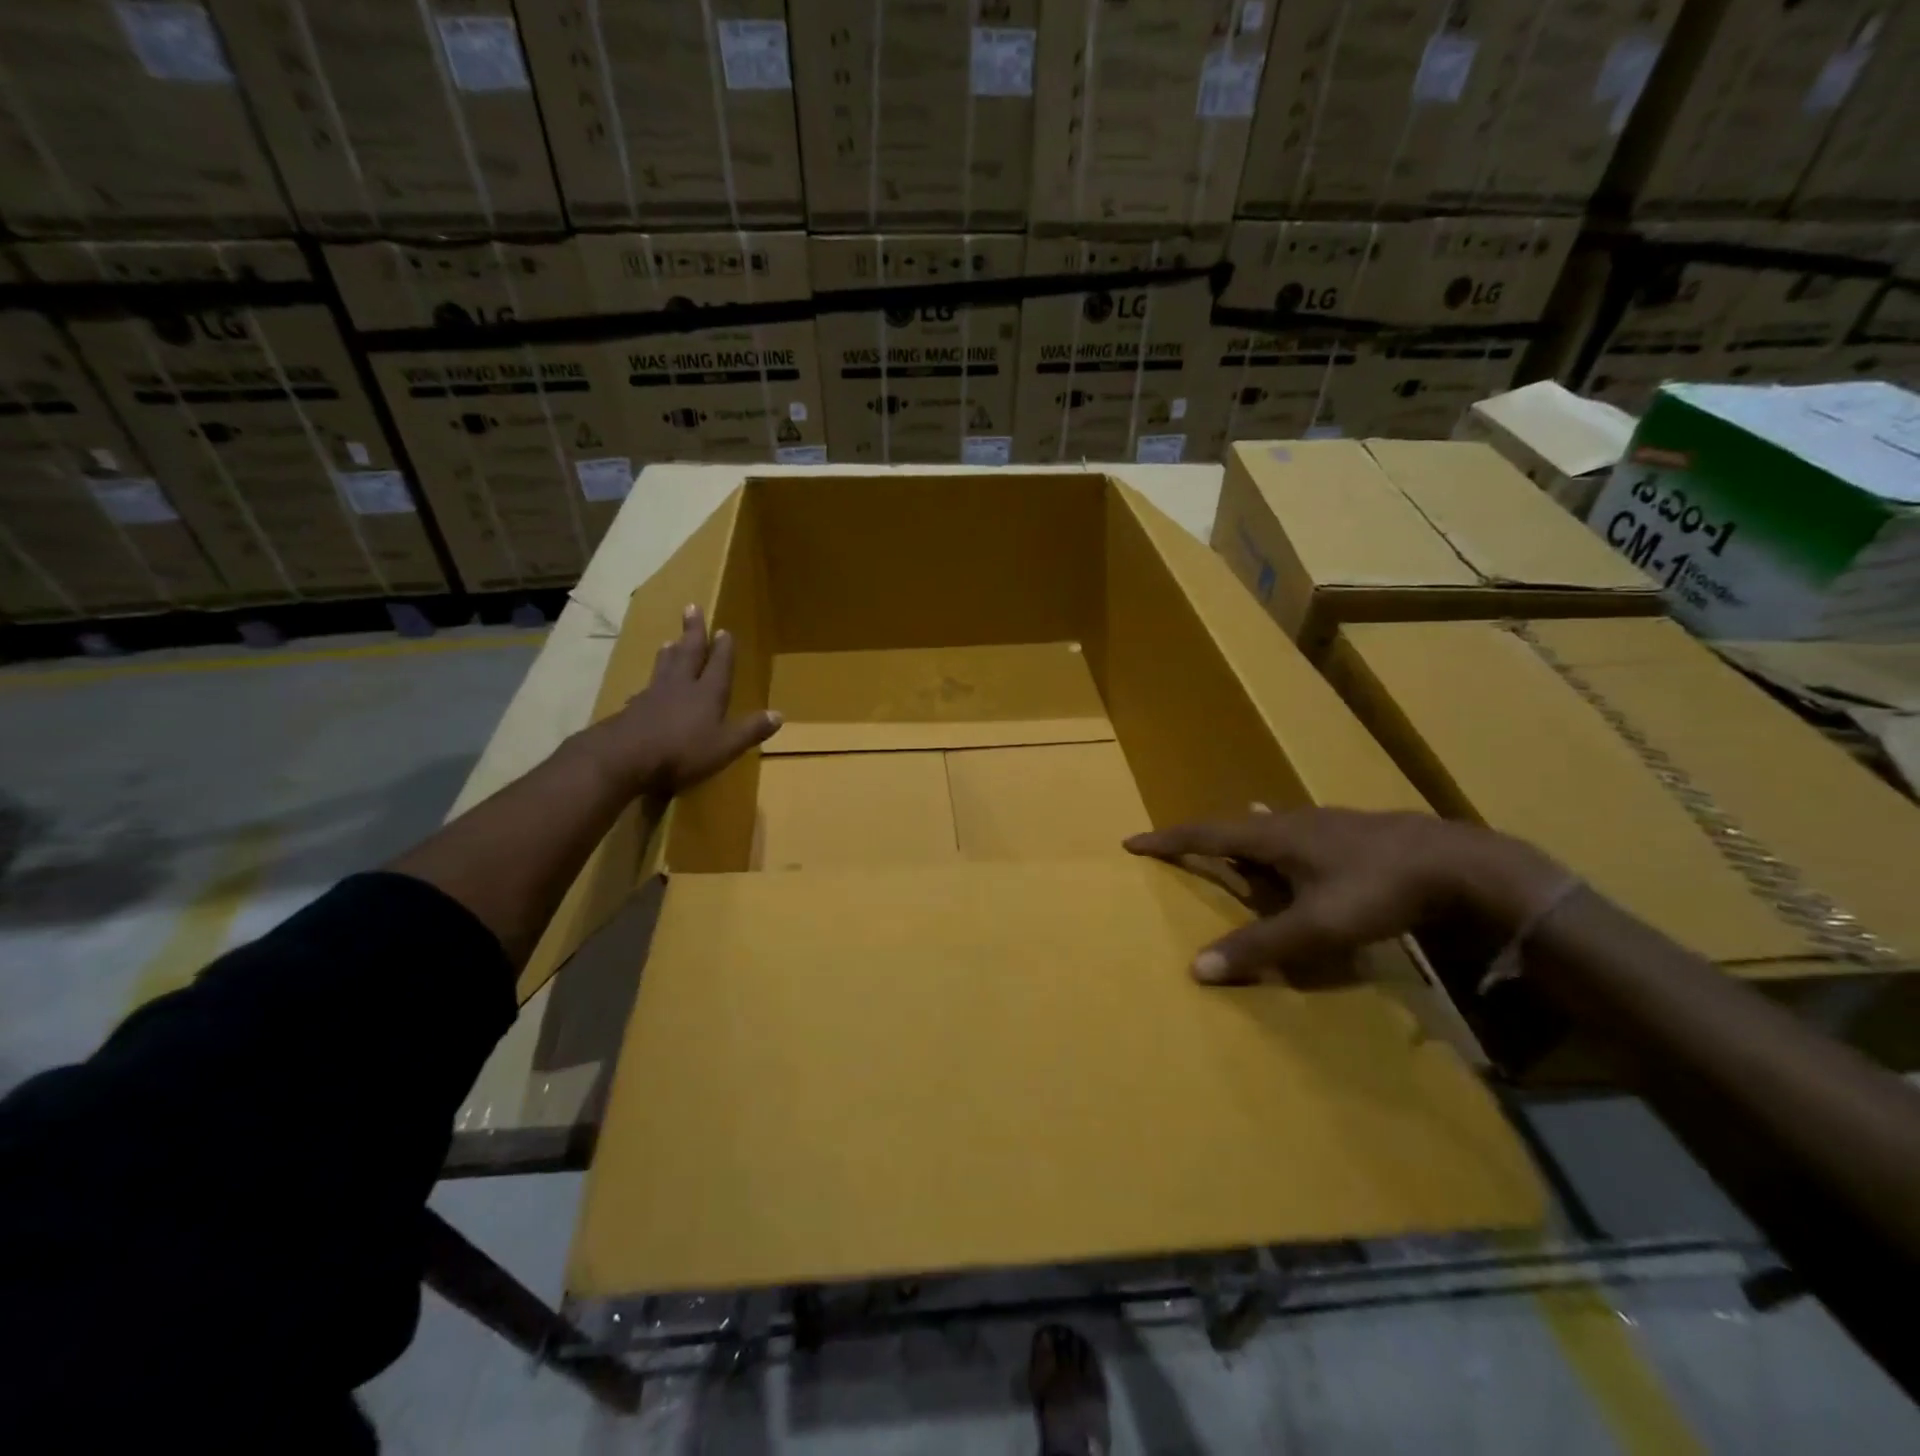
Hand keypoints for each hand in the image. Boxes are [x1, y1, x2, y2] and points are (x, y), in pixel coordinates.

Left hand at [582, 604, 781, 800]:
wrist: (624, 758)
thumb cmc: (682, 752)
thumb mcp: (725, 746)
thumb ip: (751, 730)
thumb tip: (779, 714)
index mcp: (708, 694)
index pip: (719, 665)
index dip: (723, 649)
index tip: (724, 630)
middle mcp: (681, 687)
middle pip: (688, 653)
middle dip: (693, 632)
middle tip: (691, 607)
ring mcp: (653, 696)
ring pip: (664, 666)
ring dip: (670, 653)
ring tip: (669, 641)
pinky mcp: (632, 709)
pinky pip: (645, 689)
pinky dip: (649, 683)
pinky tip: (645, 687)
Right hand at [1124, 808, 1561, 983]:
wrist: (1463, 864)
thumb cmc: (1381, 889)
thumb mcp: (1318, 926)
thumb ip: (1260, 946)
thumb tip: (1197, 968)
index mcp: (1274, 835)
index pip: (1206, 833)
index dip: (1168, 840)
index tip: (1133, 841)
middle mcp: (1293, 822)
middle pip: (1234, 825)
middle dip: (1204, 838)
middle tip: (1182, 851)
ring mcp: (1327, 824)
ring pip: (1271, 827)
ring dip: (1244, 838)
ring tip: (1234, 845)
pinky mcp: (1355, 833)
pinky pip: (1299, 834)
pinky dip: (1281, 842)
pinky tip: (1300, 847)